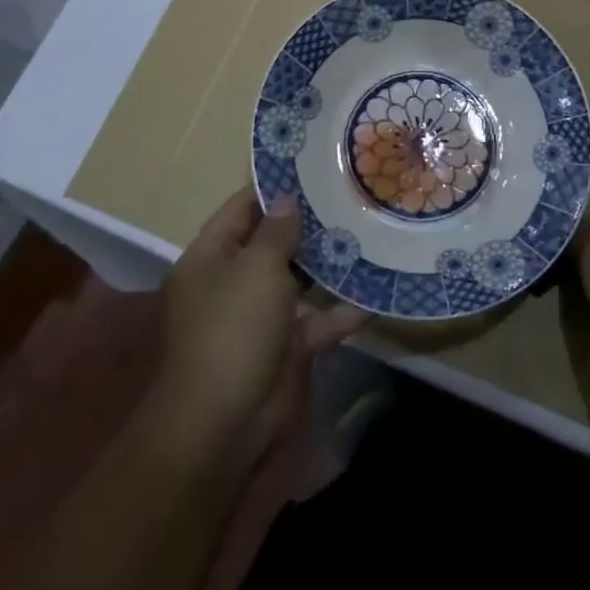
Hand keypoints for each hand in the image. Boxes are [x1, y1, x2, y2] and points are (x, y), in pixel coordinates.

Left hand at [149, 188, 368, 473]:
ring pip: (299, 281)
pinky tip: (377, 293)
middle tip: (351, 193)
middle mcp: (233, 282)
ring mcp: (260, 317)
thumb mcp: (255, 268)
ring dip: (330, 264)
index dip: (273, 186)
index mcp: (212, 257)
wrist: (224, 425)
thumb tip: (287, 200)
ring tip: (369, 230)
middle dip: (309, 223)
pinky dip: (343, 311)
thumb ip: (276, 232)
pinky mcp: (286, 348)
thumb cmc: (232, 330)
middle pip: (273, 243)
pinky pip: (318, 321)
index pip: (242, 208)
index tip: (311, 165)